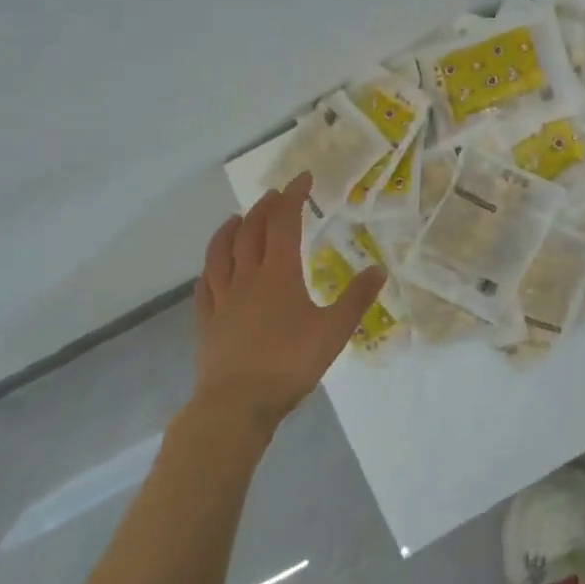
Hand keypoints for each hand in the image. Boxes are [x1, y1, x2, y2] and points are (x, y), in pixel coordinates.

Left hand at [191, 173, 385, 434]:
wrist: (237, 404)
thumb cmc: (289, 364)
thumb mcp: (334, 331)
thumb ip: (357, 298)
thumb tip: (379, 269)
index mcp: (279, 273)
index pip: (284, 222)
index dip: (293, 196)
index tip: (302, 178)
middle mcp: (247, 277)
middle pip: (252, 231)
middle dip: (264, 208)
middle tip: (275, 195)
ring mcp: (222, 299)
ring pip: (221, 253)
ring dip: (231, 230)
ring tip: (237, 218)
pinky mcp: (207, 321)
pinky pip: (205, 286)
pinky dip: (210, 268)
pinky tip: (212, 269)